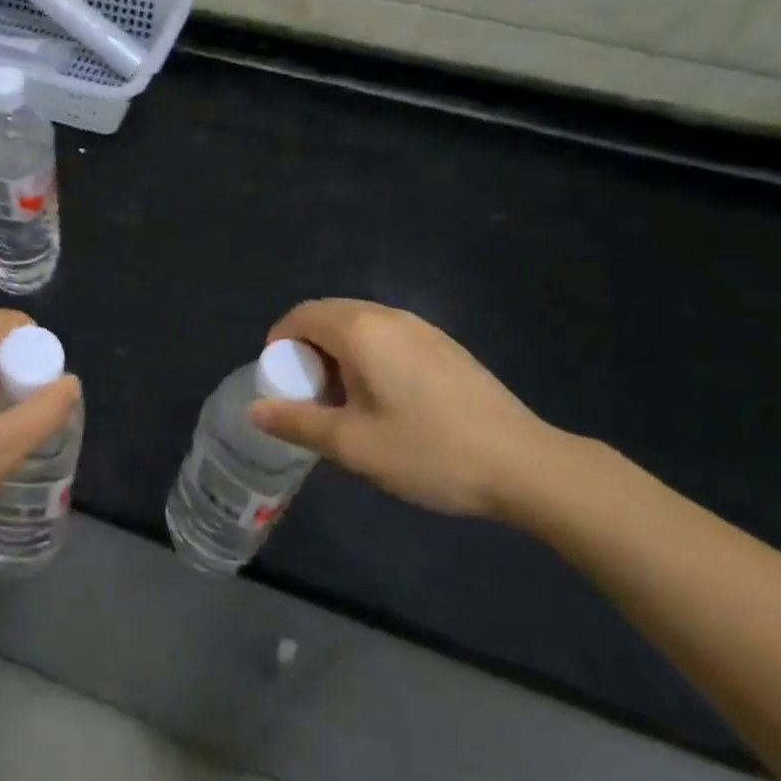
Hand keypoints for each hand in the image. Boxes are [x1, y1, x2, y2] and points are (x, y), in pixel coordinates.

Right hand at [250, 299, 560, 519]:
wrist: (525, 464)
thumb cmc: (429, 450)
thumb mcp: (353, 444)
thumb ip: (298, 422)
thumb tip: (254, 409)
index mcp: (359, 330)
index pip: (300, 316)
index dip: (279, 344)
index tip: (280, 383)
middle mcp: (387, 315)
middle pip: (328, 315)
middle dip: (307, 348)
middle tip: (309, 394)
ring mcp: (421, 327)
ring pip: (359, 325)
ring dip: (338, 352)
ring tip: (346, 401)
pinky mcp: (444, 345)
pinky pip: (388, 335)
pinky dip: (368, 355)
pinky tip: (387, 400)